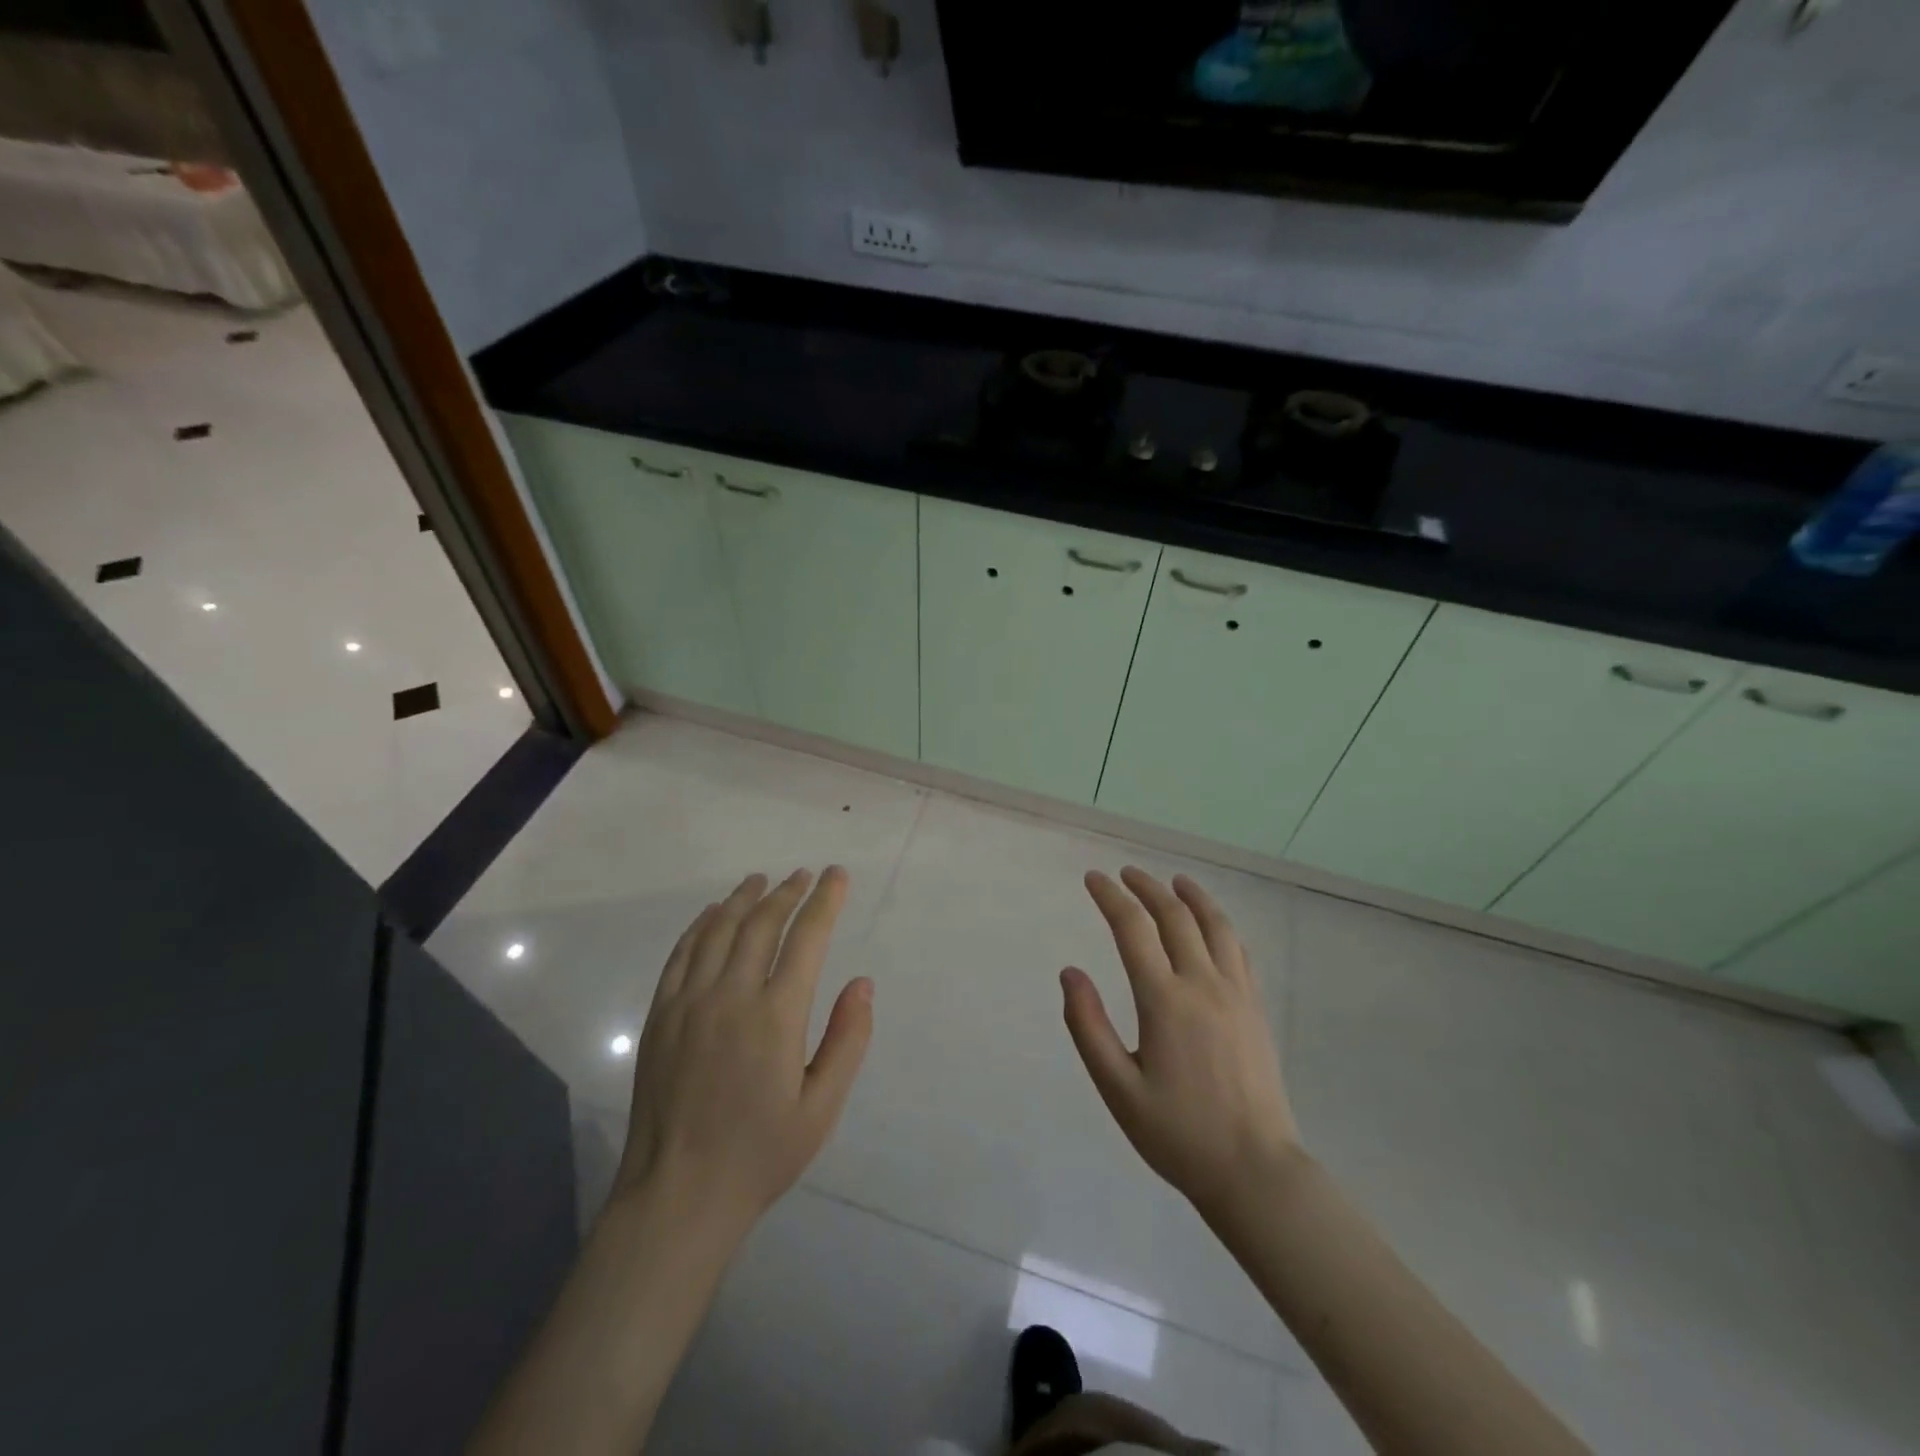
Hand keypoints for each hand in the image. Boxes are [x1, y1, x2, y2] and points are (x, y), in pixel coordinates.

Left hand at [611, 867, 872, 1239]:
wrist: (677, 1195)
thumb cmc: (760, 1154)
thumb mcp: (821, 1108)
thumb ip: (847, 1041)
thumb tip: (862, 983)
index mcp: (776, 1016)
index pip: (807, 938)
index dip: (825, 900)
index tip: (837, 875)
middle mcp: (731, 996)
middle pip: (762, 923)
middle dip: (788, 893)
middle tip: (805, 875)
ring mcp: (689, 1002)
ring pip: (719, 929)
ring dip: (744, 898)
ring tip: (762, 880)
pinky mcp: (660, 1014)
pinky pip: (682, 953)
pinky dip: (701, 924)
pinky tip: (713, 914)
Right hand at [1062, 867, 1300, 1221]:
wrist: (1255, 1171)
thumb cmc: (1178, 1133)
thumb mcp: (1118, 1089)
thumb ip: (1088, 1027)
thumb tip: (1070, 973)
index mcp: (1164, 1001)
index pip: (1133, 929)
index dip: (1110, 897)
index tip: (1093, 879)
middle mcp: (1203, 984)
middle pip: (1175, 916)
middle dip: (1147, 887)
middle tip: (1125, 874)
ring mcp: (1236, 993)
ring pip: (1214, 925)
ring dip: (1191, 896)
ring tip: (1174, 880)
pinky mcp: (1256, 1007)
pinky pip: (1238, 949)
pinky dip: (1220, 924)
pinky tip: (1212, 925)